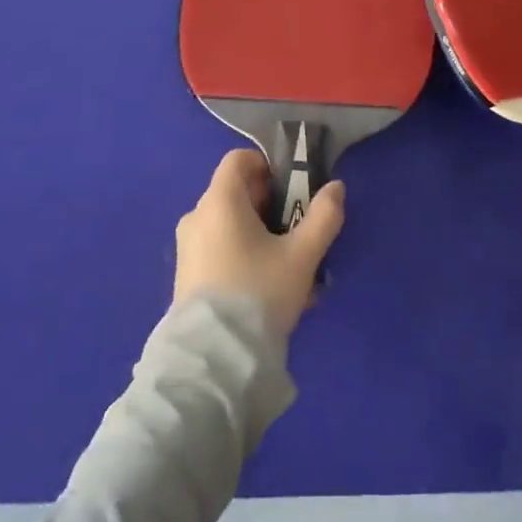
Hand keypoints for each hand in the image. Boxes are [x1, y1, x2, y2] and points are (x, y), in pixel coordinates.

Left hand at [172, 148, 345, 341]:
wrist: (214, 362)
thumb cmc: (258, 293)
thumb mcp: (302, 255)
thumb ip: (323, 217)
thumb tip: (336, 187)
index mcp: (219, 201)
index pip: (239, 159)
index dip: (267, 166)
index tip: (291, 191)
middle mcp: (197, 216)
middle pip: (235, 193)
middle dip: (269, 205)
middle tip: (296, 232)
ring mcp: (187, 248)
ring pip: (229, 225)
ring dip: (259, 235)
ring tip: (287, 268)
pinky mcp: (185, 278)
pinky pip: (218, 251)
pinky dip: (242, 256)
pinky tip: (266, 290)